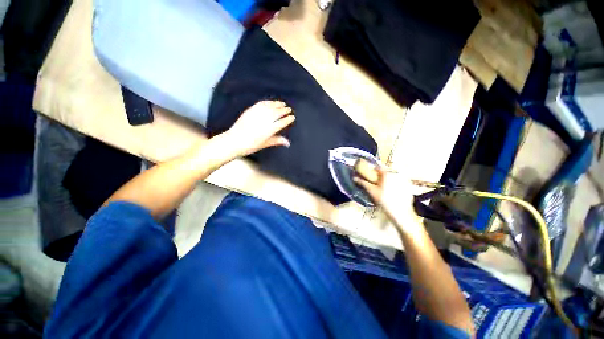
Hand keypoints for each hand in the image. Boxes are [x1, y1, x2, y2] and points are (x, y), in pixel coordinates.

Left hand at [218, 100, 294, 157]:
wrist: (234, 141)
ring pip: (270, 107)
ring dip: (277, 104)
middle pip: (277, 113)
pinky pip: (261, 104)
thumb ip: (277, 141)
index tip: (292, 117)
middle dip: (284, 110)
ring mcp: (257, 114)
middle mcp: (264, 121)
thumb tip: (288, 143)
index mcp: (269, 130)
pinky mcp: (250, 110)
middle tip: (289, 109)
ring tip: (283, 103)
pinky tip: (271, 102)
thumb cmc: (250, 145)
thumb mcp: (265, 144)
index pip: (282, 122)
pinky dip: (268, 102)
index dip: (288, 119)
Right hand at [354, 168, 419, 230]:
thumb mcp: (372, 191)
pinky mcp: (409, 187)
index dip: (373, 171)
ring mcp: (404, 180)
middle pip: (386, 172)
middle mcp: (397, 174)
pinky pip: (400, 183)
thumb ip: (363, 183)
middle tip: (377, 185)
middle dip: (381, 177)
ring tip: (385, 190)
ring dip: (388, 181)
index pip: (378, 167)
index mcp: (387, 174)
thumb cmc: (385, 201)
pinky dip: (396, 185)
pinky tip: (393, 193)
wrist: (401, 213)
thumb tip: (354, 178)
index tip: (370, 176)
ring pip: (393, 178)